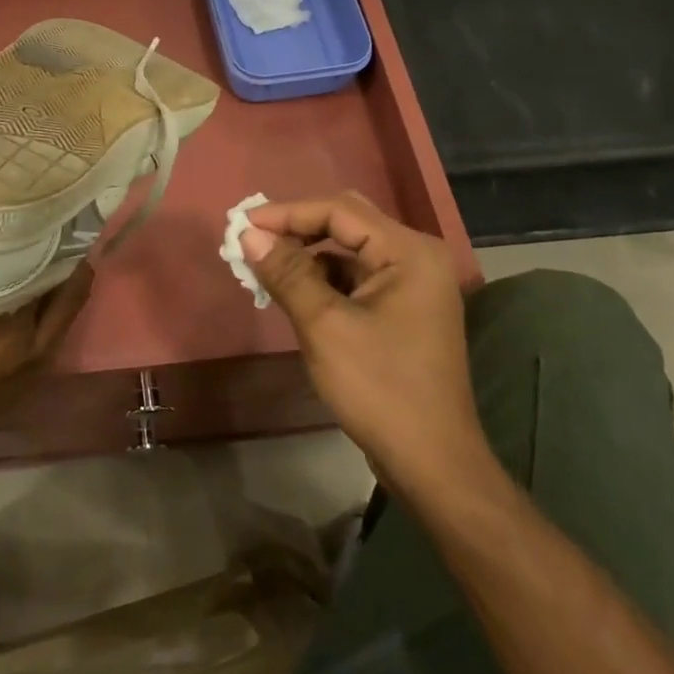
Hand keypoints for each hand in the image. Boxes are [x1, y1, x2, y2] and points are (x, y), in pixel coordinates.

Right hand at [241, 192, 485, 487]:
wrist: (431, 462)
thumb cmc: (380, 388)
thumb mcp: (325, 326)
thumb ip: (287, 273)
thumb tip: (249, 234)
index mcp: (409, 253)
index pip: (340, 211)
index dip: (288, 213)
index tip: (243, 225)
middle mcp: (417, 258)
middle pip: (347, 223)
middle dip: (297, 229)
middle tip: (252, 239)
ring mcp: (413, 285)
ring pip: (349, 251)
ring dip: (307, 256)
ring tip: (264, 269)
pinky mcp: (403, 310)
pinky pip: (356, 277)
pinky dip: (323, 280)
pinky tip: (294, 294)